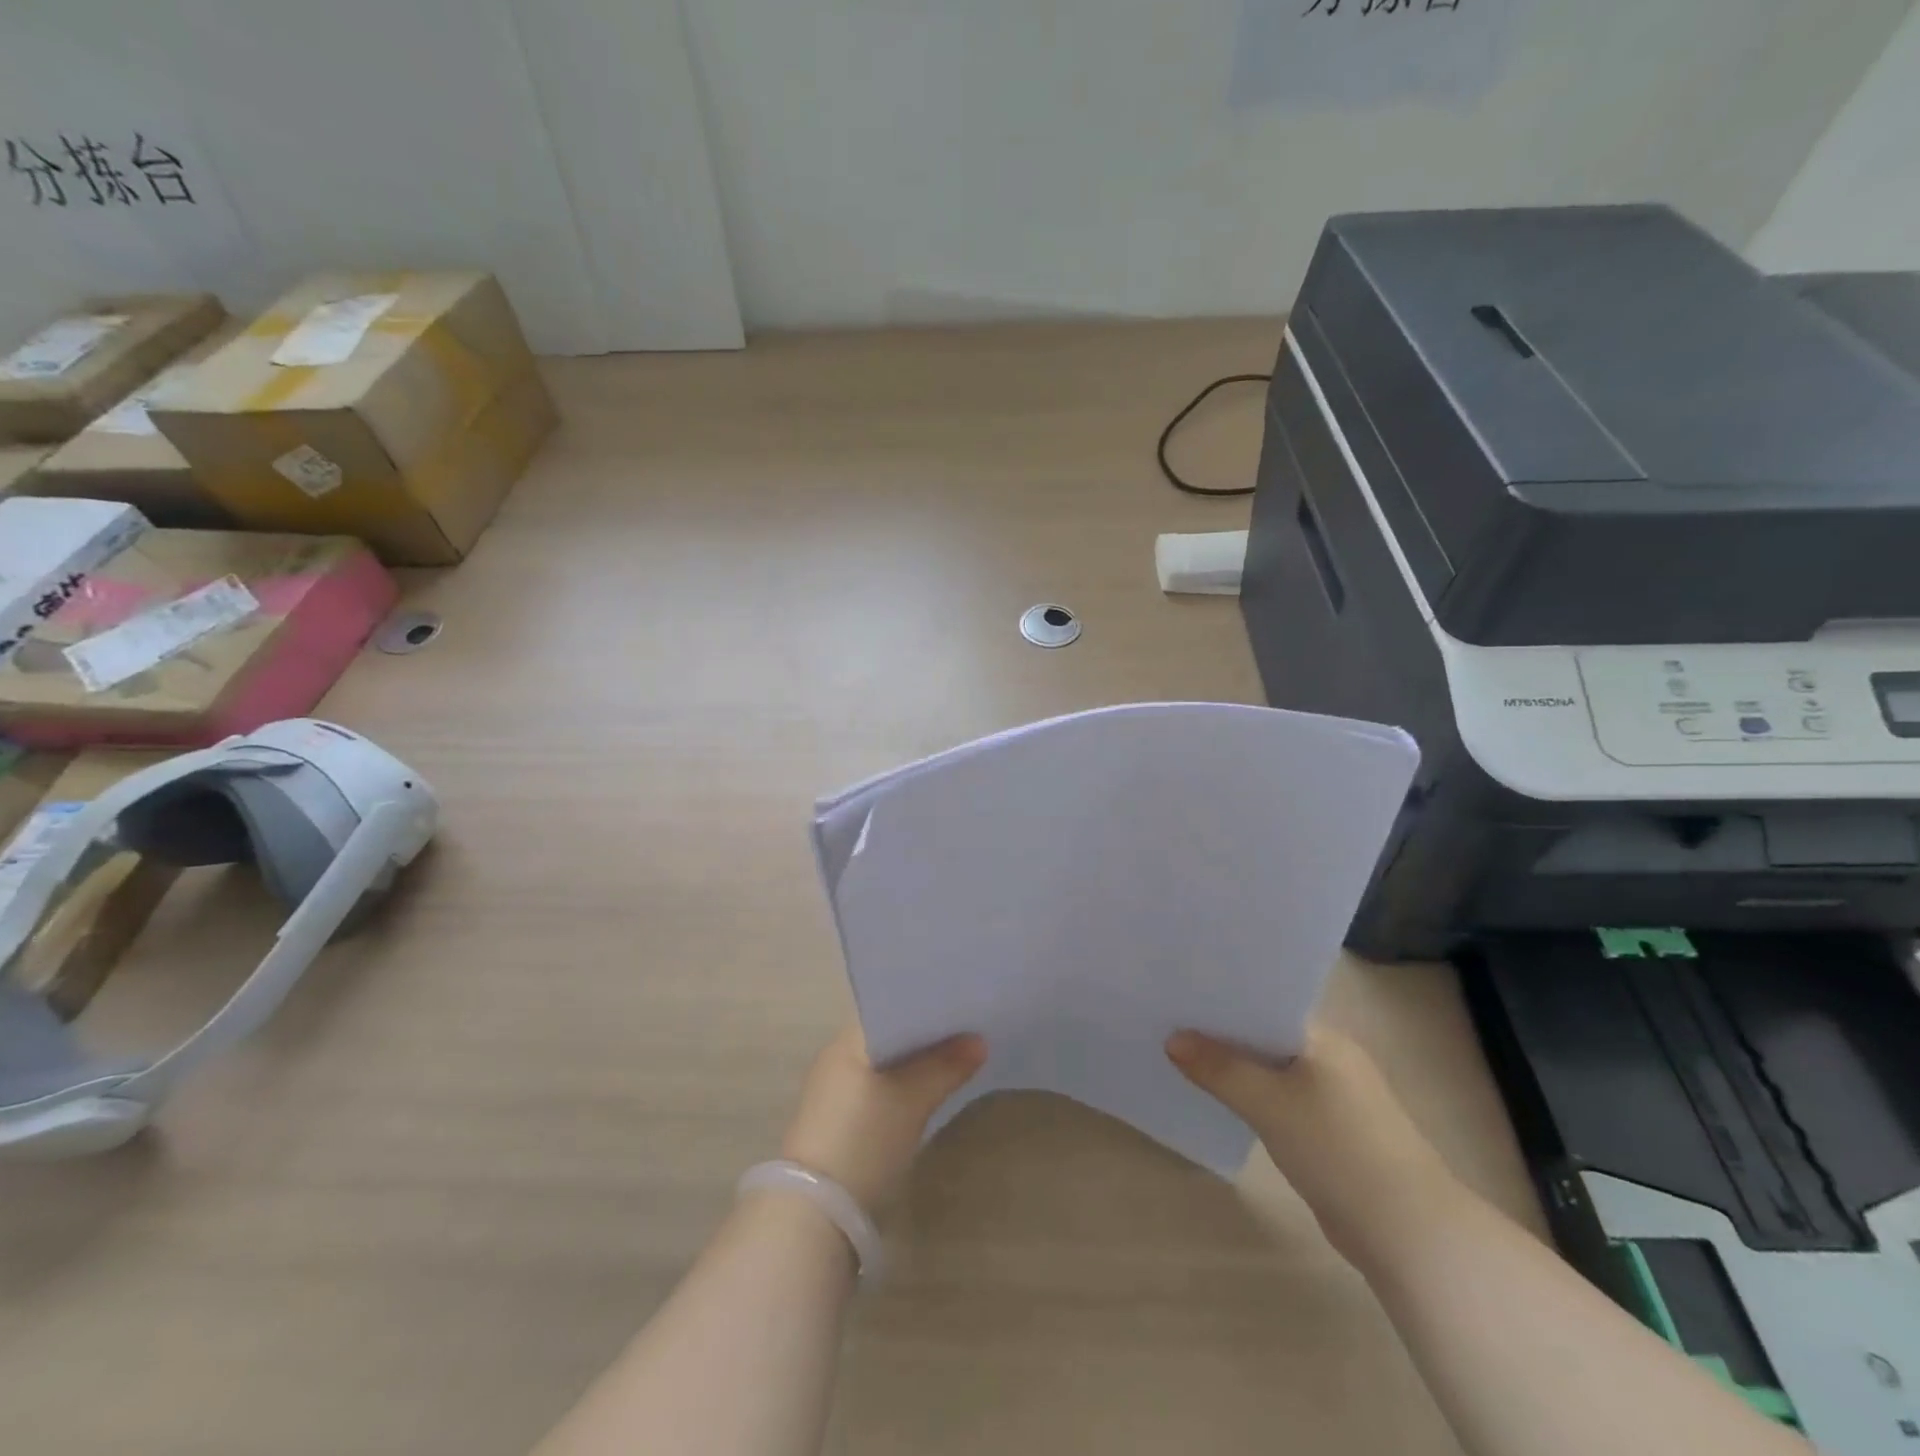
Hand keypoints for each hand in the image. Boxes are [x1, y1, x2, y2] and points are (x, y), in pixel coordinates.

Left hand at [778, 1025, 986, 1214]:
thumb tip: (980, 1041)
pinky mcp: (841, 1121)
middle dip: (927, 1035)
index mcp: (848, 1040)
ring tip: (958, 1056)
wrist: (817, 1213)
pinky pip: (880, 1087)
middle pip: (892, 1034)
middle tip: (970, 1030)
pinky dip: (905, 1085)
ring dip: (917, 1062)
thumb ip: (946, 1066)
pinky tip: (930, 1090)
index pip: (892, 1006)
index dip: (927, 1005)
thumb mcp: (913, 1100)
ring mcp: (837, 1090)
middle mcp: (838, 1057)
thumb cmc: (864, 1138)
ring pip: (887, 1063)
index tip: (962, 1003)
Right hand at [1167, 1025, 1456, 1261]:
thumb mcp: (1269, 1103)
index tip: (1179, 995)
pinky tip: (1219, 1102)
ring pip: (1269, 1070)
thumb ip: (1219, 1068)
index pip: (1264, 1002)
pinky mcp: (1329, 1131)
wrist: (1407, 1233)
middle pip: (1263, 1034)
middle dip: (1221, 1033)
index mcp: (1322, 1037)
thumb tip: (1172, 1039)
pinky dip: (1250, 1098)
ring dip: (1234, 1068)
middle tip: (1168, 1022)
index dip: (1223, 999)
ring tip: (1181, 1058)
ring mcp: (1332, 1096)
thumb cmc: (1338, 1149)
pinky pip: (1278, 1100)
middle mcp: (1329, 1057)